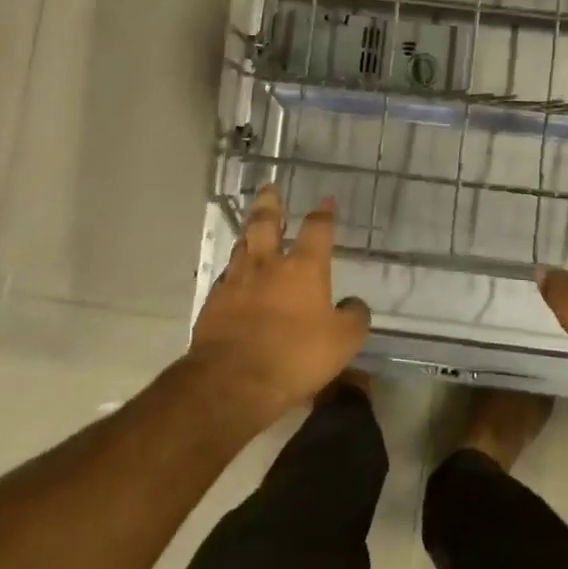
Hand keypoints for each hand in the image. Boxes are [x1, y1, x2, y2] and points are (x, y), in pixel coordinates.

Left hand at [184, 185, 370, 419]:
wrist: (233, 380)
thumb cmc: (295, 356)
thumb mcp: (343, 341)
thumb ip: (353, 317)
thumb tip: (353, 303)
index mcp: (303, 268)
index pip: (317, 230)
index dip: (323, 214)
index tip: (325, 201)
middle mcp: (267, 265)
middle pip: (266, 223)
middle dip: (270, 203)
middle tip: (270, 188)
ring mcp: (236, 282)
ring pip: (242, 245)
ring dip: (249, 232)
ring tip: (251, 225)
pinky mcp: (214, 303)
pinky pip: (226, 277)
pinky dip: (235, 270)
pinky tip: (236, 276)